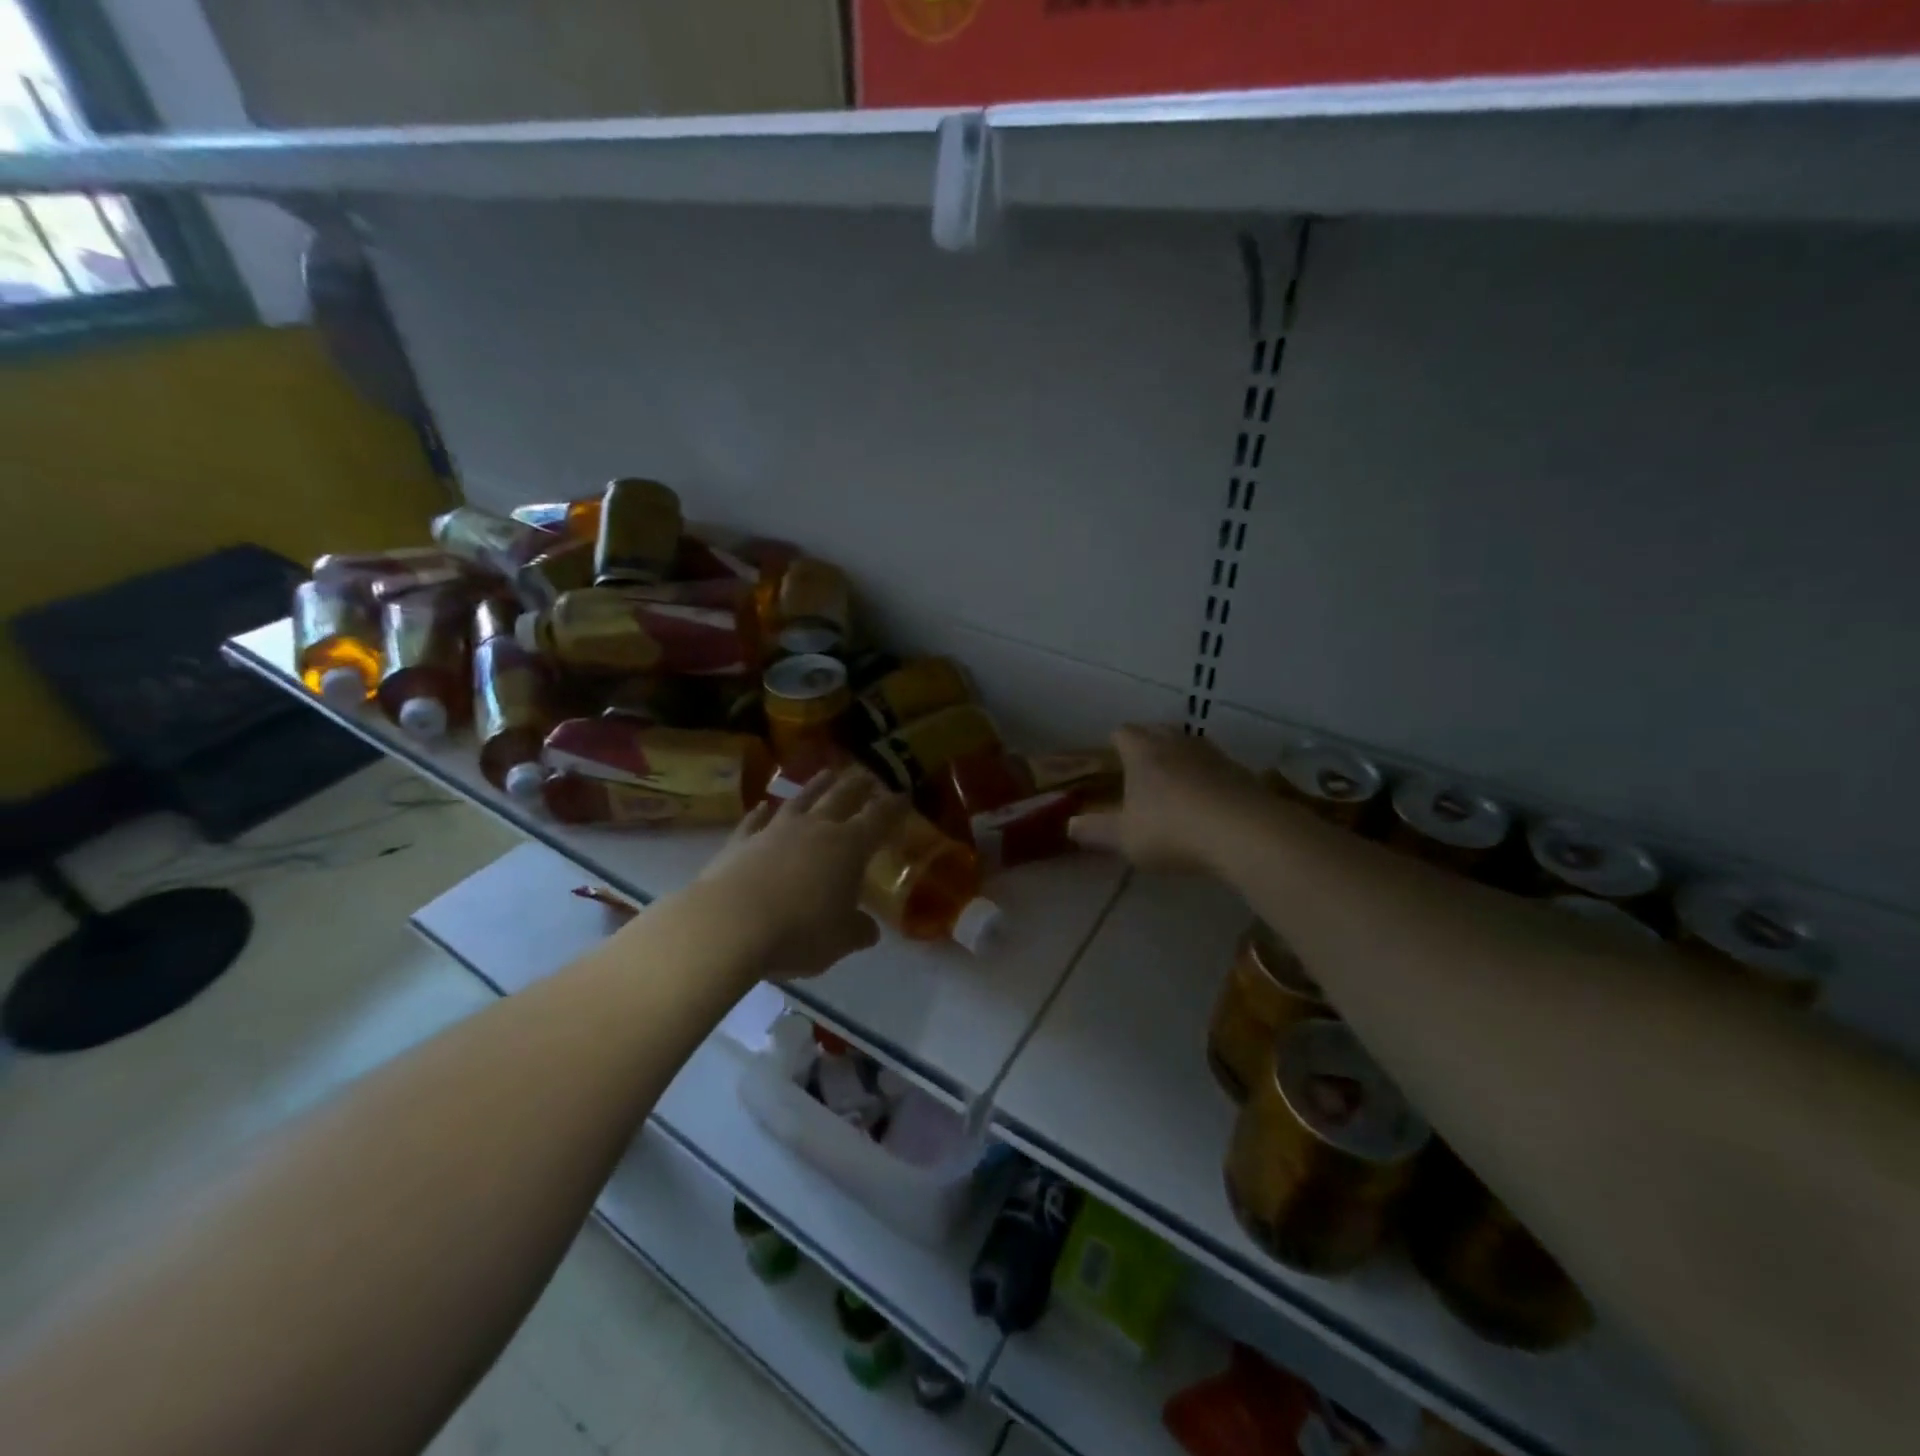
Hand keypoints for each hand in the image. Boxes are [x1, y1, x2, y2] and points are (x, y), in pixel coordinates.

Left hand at [694, 767, 908, 981]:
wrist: (730, 924)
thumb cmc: (799, 931)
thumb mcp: (840, 940)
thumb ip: (858, 931)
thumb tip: (869, 930)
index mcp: (849, 847)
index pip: (879, 819)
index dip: (893, 807)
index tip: (903, 795)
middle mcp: (815, 829)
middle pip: (841, 798)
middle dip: (858, 786)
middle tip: (868, 775)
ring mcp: (775, 831)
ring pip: (801, 800)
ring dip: (815, 786)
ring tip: (827, 773)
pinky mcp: (740, 843)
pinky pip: (755, 821)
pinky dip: (761, 814)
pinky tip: (762, 807)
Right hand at [1068, 724, 1262, 872]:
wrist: (1243, 833)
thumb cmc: (1171, 830)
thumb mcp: (1124, 838)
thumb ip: (1095, 831)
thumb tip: (1069, 825)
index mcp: (1142, 752)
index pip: (1123, 732)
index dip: (1116, 743)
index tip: (1113, 760)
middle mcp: (1176, 743)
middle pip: (1158, 729)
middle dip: (1148, 743)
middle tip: (1141, 770)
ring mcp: (1212, 754)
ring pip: (1189, 744)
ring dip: (1180, 758)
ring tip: (1175, 783)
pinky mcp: (1242, 771)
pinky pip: (1217, 765)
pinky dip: (1208, 776)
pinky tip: (1208, 801)